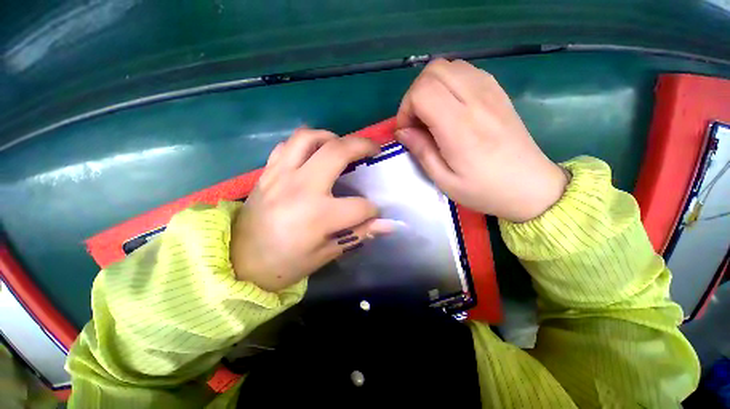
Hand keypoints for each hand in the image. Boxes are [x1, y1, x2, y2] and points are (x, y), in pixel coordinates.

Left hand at [231, 129, 394, 291]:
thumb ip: (359, 234)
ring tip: (343, 145)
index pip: (360, 206)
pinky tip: (314, 152)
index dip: (372, 211)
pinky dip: (306, 142)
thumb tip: (388, 225)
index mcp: (318, 215)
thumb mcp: (327, 253)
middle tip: (374, 148)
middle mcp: (301, 188)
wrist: (240, 262)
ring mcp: (281, 175)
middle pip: (338, 152)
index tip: (374, 213)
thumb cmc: (286, 264)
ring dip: (332, 137)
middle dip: (363, 146)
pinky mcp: (268, 172)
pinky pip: (288, 144)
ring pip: (310, 138)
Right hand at [395, 59, 567, 222]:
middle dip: (415, 94)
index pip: (422, 92)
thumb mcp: (444, 180)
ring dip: (431, 87)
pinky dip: (448, 83)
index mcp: (460, 127)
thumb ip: (421, 151)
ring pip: (449, 66)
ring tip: (431, 115)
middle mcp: (476, 100)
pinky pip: (465, 71)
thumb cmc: (484, 189)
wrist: (531, 186)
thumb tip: (402, 131)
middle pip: (433, 70)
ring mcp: (490, 91)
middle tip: (416, 122)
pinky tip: (450, 107)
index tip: (406, 131)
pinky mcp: (498, 91)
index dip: (406, 109)